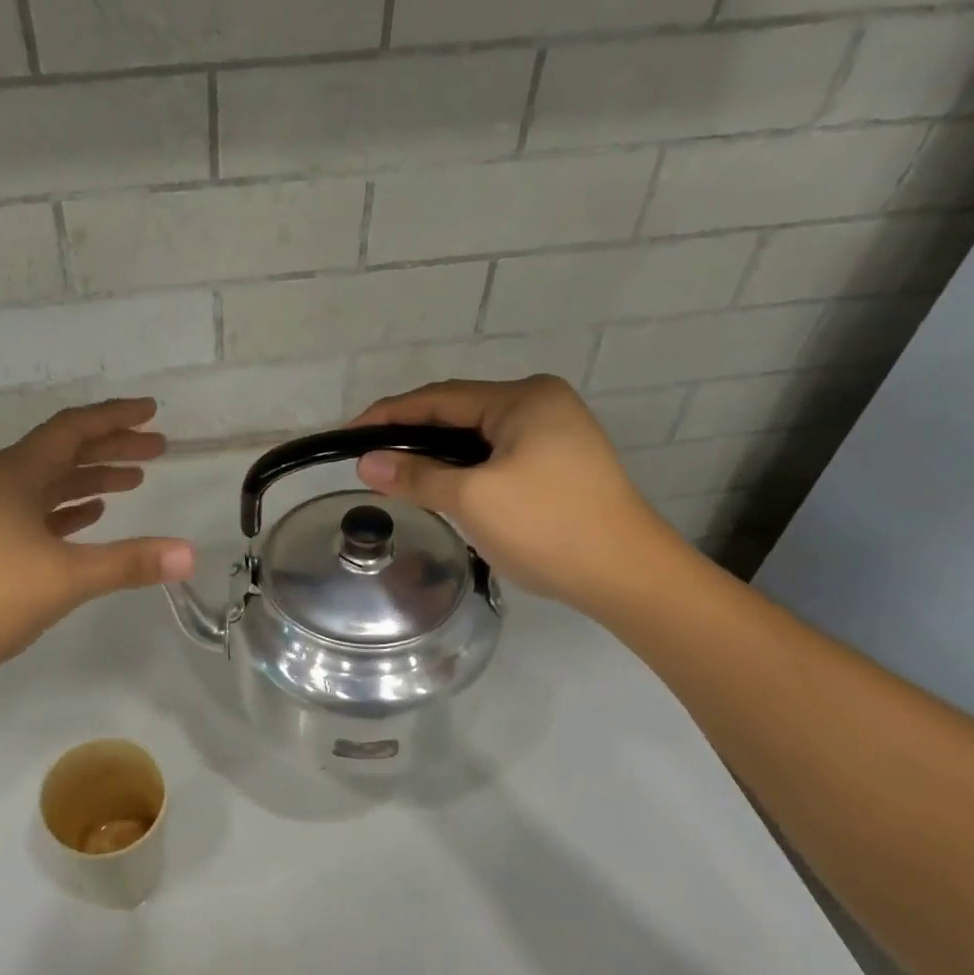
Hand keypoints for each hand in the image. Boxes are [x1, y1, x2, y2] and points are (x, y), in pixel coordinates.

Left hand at [0, 399, 195, 687]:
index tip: (152, 411)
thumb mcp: (67, 577)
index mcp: (16, 473)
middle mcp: (0, 482)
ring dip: (92, 478)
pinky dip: (67, 508)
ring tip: (134, 481)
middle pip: (64, 451)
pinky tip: (90, 515)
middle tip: (157, 448)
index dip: (115, 417)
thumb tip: (191, 553)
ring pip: (50, 482)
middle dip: (112, 447)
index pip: (73, 428)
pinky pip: (35, 511)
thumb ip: (130, 562)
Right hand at [351, 376, 681, 608]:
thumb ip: (416, 475)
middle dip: (410, 433)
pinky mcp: (558, 462)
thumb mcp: (472, 499)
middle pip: (457, 412)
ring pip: (475, 436)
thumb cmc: (547, 527)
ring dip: (435, 452)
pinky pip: (494, 454)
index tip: (346, 435)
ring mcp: (555, 433)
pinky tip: (440, 484)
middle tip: (366, 456)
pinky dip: (462, 467)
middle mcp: (540, 404)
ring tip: (394, 472)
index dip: (387, 415)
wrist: (627, 576)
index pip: (438, 398)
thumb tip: (365, 462)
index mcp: (523, 399)